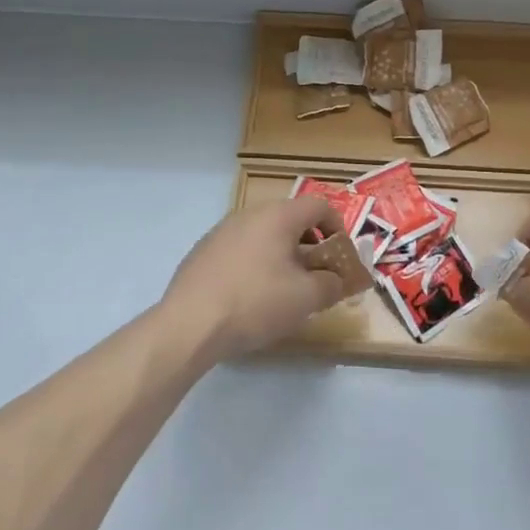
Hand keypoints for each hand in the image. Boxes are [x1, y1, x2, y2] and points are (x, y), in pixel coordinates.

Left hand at [160, 196, 347, 363]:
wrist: (189, 324)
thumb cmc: (255, 303)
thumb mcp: (306, 298)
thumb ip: (331, 284)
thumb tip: (336, 279)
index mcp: (278, 216)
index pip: (319, 206)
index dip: (337, 228)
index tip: (340, 257)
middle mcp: (249, 214)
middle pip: (290, 219)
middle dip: (310, 245)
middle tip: (316, 276)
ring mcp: (222, 231)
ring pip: (264, 235)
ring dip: (282, 256)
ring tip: (284, 290)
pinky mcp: (203, 251)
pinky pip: (241, 250)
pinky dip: (256, 264)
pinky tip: (250, 297)